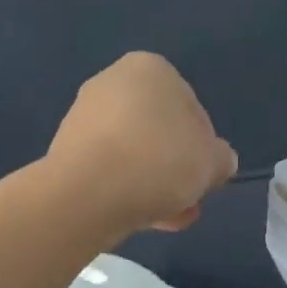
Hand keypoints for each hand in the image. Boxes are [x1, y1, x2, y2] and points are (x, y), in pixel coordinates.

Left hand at [46, 52, 238, 235]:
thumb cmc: (159, 161)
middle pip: (159, 133)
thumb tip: (217, 161)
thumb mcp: (212, 161)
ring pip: (134, 154)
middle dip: (176, 170)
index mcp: (150, 69)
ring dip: (153, 184)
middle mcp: (112, 82)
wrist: (87, 193)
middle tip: (187, 201)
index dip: (204, 148)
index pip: (192, 110)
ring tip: (167, 218)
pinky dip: (125, 190)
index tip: (205, 177)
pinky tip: (139, 219)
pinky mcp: (65, 150)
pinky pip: (108, 170)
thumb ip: (221, 158)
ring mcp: (83, 116)